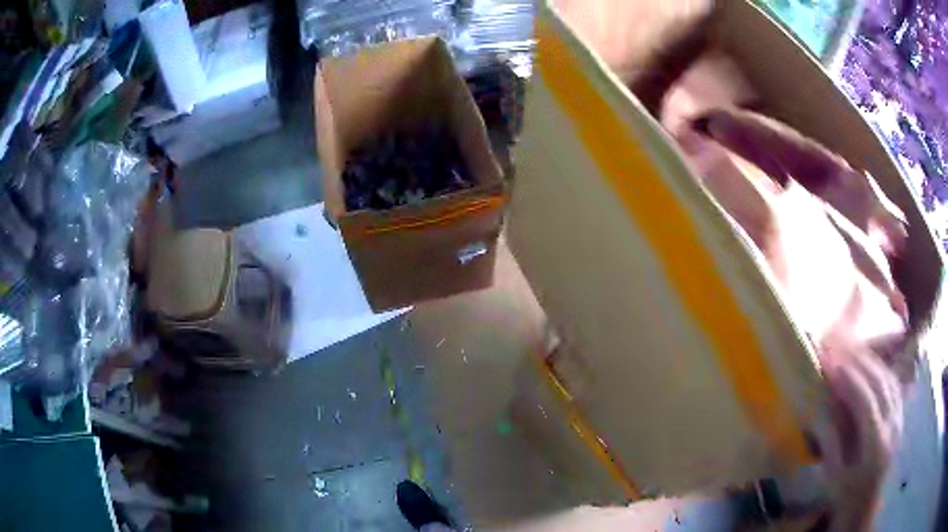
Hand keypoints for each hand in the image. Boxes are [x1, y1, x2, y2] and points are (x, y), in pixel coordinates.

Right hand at [816, 350, 902, 530]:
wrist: (865, 506)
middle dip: (861, 363)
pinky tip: (871, 366)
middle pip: (881, 384)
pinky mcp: (900, 417)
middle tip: (841, 349)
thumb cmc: (846, 496)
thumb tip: (821, 410)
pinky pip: (894, 386)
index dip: (850, 380)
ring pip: (890, 380)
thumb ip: (830, 442)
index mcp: (875, 445)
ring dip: (872, 362)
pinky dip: (882, 371)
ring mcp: (899, 419)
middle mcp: (892, 426)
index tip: (832, 364)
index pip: (866, 402)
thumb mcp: (833, 477)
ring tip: (854, 352)